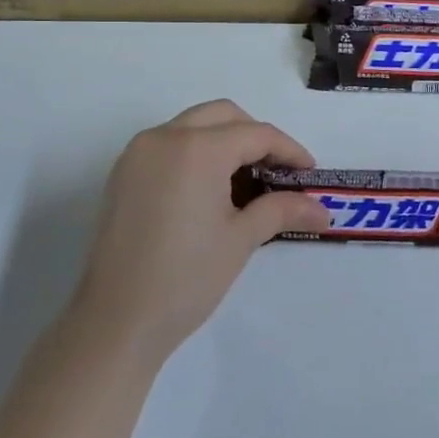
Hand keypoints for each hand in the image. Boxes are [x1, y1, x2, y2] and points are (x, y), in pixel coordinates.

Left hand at [72, 100, 328, 363]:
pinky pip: (169, 145)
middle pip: (223, 116)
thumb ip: (282, 210)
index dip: (289, 151)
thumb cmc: (186, 278)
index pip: (256, 134)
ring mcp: (137, 154)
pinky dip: (197, 153)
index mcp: (197, 149)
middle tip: (278, 173)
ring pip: (193, 126)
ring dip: (225, 142)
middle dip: (256, 137)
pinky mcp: (123, 174)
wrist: (116, 321)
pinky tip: (211, 191)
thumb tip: (323, 209)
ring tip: (247, 184)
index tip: (309, 175)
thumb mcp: (242, 239)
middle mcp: (163, 137)